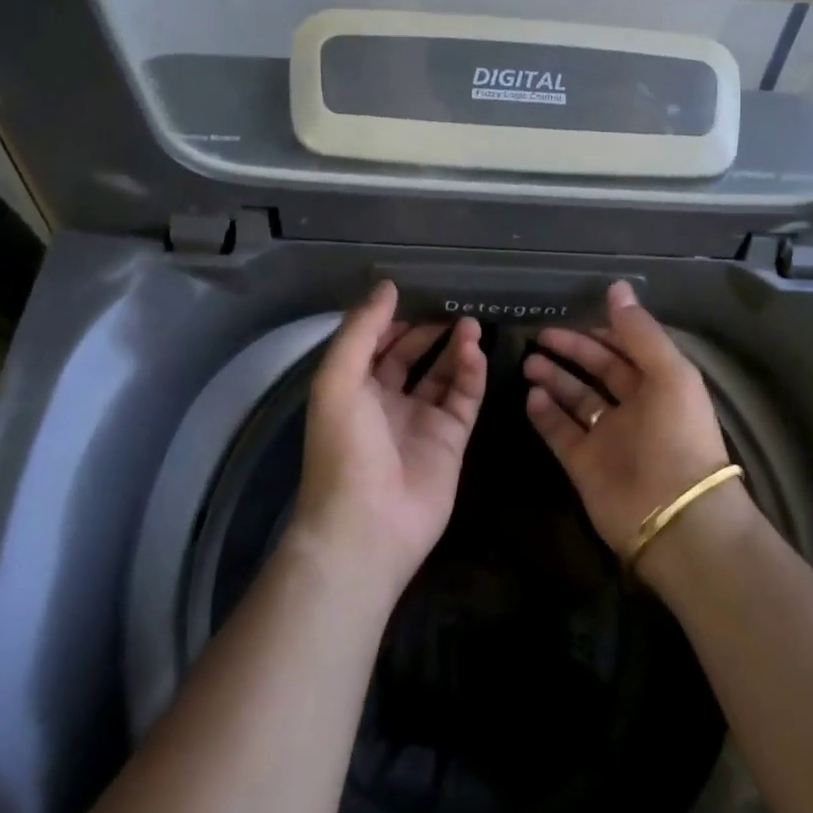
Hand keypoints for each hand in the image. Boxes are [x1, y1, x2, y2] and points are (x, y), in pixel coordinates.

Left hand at [291, 282, 487, 599]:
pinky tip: (475, 351)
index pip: (375, 345)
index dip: (392, 320)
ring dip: (455, 348)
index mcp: (354, 390)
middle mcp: (387, 402)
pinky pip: (465, 397)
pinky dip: (472, 372)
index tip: (415, 293)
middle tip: (452, 304)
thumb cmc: (344, 447)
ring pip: (443, 374)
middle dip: (429, 330)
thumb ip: (362, 329)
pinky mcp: (451, 440)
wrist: (367, 526)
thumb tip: (387, 286)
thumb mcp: (338, 379)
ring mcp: (421, 421)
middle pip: (411, 357)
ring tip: (471, 322)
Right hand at [521, 280, 740, 554]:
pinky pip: (560, 432)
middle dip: (571, 351)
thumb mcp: (669, 373)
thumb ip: (639, 331)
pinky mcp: (584, 465)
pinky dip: (545, 414)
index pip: (625, 349)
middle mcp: (633, 408)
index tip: (573, 314)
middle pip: (597, 371)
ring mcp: (606, 437)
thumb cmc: (677, 435)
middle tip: (539, 335)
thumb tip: (616, 287)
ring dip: (553, 378)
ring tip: (527, 361)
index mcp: (659, 384)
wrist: (676, 517)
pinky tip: (529, 395)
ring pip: (575, 399)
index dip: (602, 332)